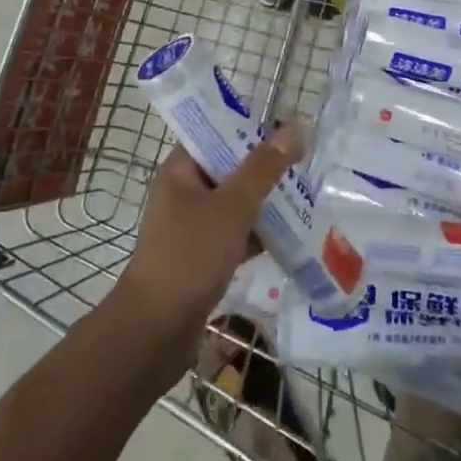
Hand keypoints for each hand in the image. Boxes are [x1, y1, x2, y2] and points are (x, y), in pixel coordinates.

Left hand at [111, 125, 302, 378]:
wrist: (156, 332)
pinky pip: (235, 234)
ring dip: (264, 202)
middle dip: (264, 167)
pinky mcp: (202, 258)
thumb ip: (263, 168)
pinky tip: (290, 235)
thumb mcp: (231, 207)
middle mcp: (183, 193)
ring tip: (304, 196)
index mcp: (180, 171)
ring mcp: (191, 227)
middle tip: (303, 164)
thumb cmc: (190, 256)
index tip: (285, 131)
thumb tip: (294, 128)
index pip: (214, 133)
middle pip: (228, 168)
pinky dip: (258, 233)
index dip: (248, 129)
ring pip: (235, 203)